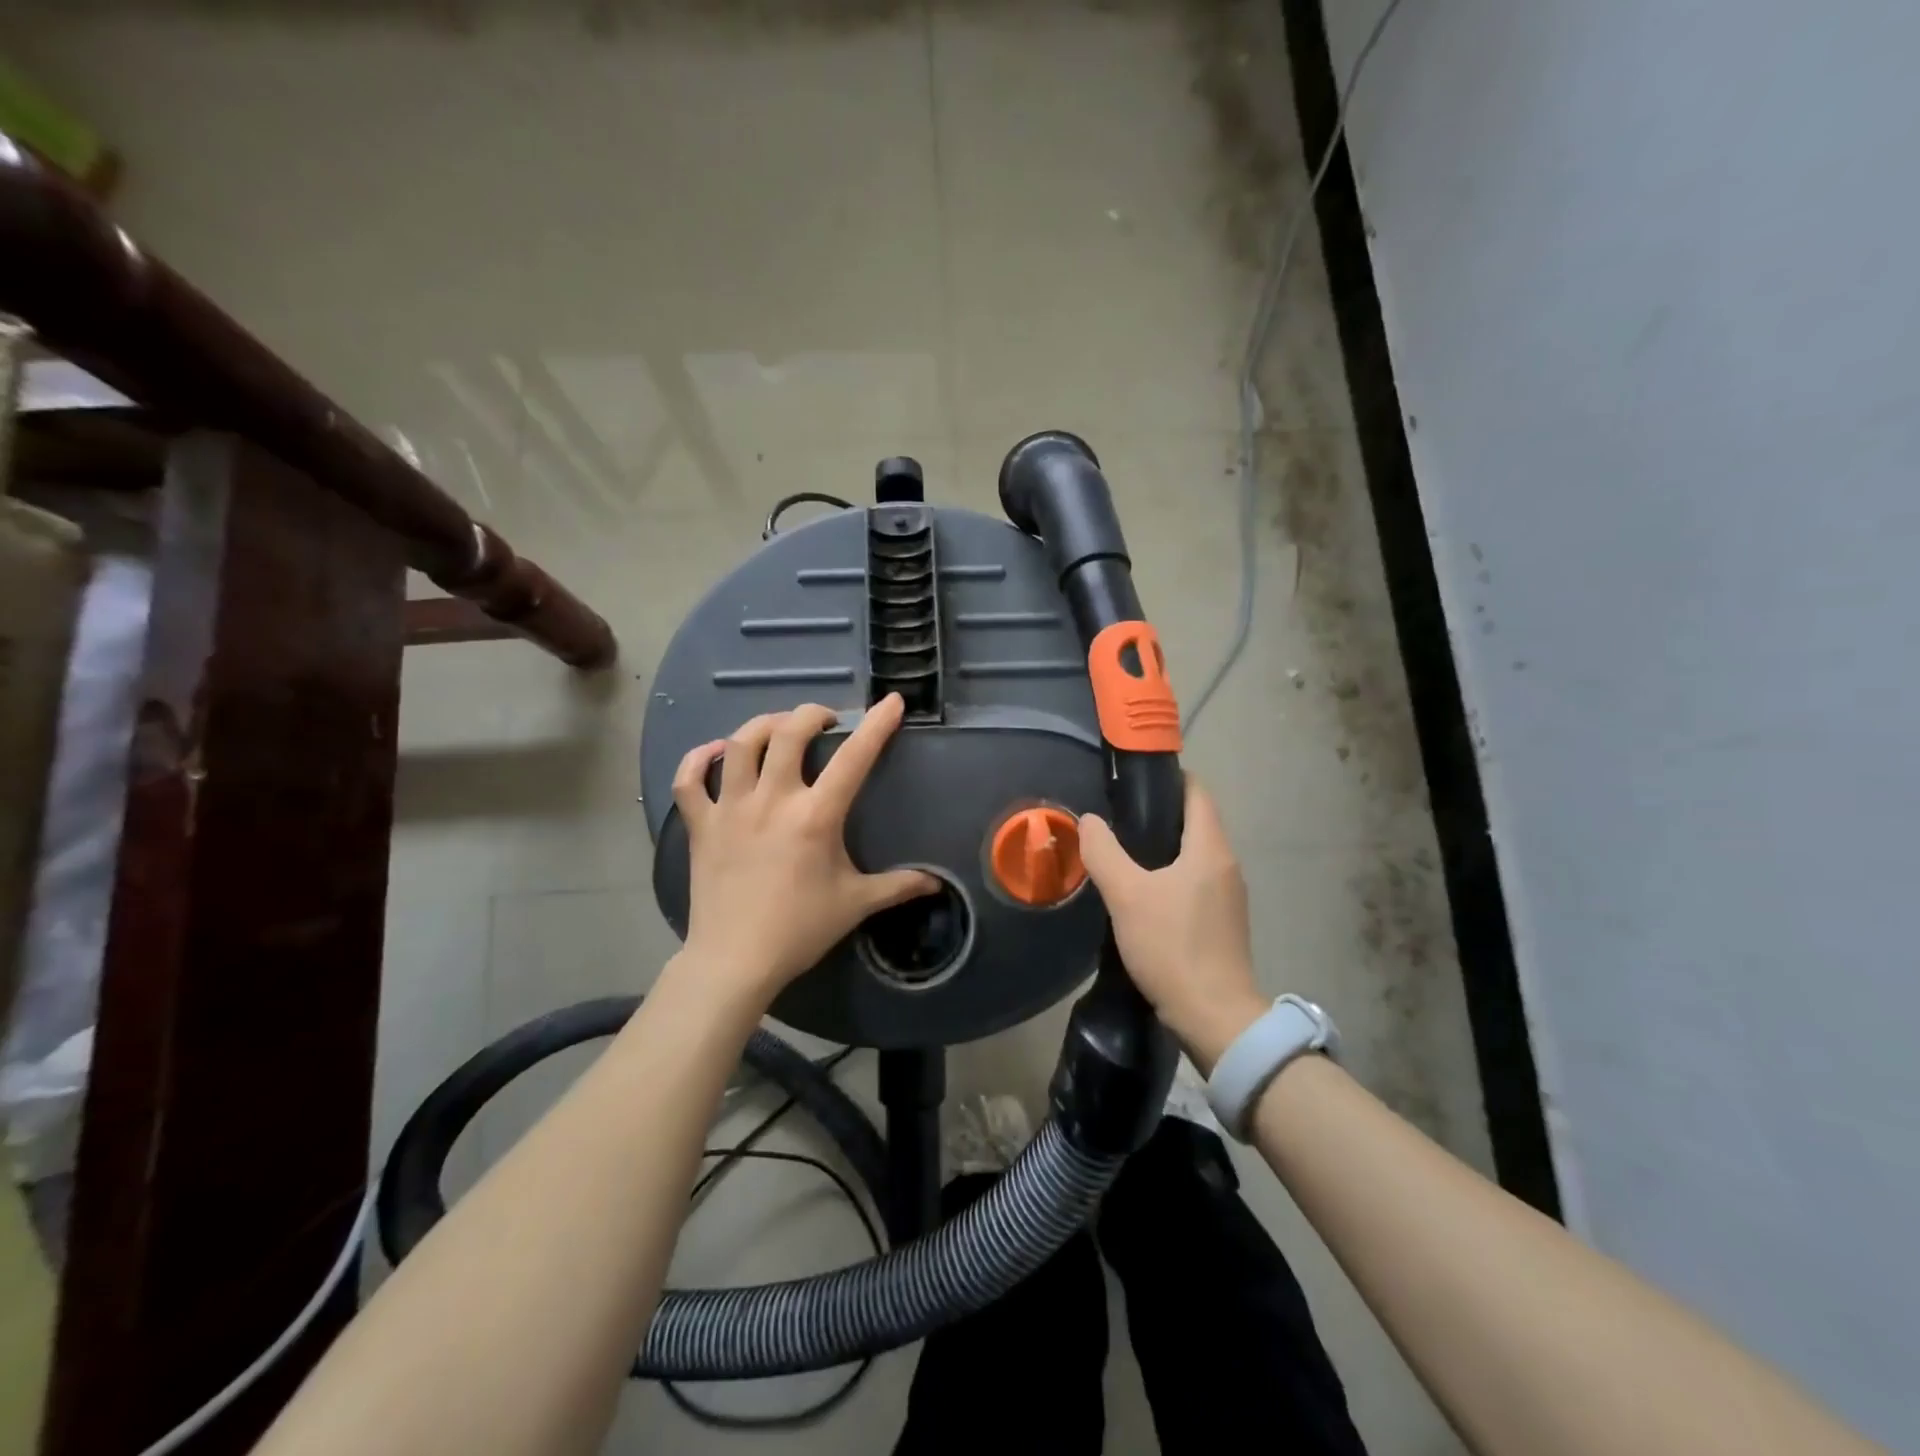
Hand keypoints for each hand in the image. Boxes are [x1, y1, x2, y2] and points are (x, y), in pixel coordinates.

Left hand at [669, 694, 936, 1001]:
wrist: (734, 961)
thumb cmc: (799, 930)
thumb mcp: (856, 904)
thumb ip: (898, 886)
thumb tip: (937, 883)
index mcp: (815, 816)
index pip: (853, 758)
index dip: (876, 725)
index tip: (892, 702)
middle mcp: (771, 800)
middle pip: (788, 732)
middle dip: (813, 714)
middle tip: (827, 721)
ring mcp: (730, 808)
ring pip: (739, 743)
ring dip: (763, 725)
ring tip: (780, 729)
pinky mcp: (700, 824)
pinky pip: (690, 779)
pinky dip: (699, 758)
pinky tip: (716, 754)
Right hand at [1079, 777, 1267, 1071]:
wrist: (1214, 1017)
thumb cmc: (1172, 946)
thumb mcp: (1127, 895)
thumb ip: (1104, 852)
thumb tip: (1090, 821)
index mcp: (1211, 849)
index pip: (1197, 792)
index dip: (1169, 778)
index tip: (1133, 781)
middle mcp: (1227, 865)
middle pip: (1196, 822)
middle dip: (1159, 814)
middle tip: (1117, 818)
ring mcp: (1229, 896)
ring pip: (1195, 855)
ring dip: (1164, 848)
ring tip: (1123, 853)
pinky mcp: (1223, 923)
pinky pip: (1196, 882)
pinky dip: (1171, 876)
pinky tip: (1142, 894)